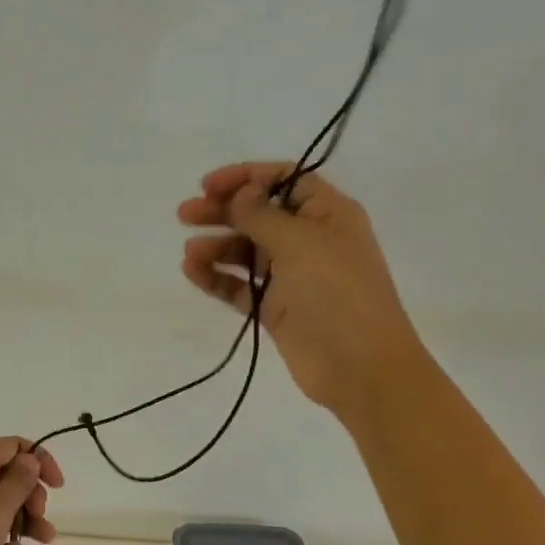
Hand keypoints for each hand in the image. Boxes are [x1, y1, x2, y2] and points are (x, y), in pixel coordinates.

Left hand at [0, 437, 63, 544]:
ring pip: (4, 512)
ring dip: (30, 523)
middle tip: (40, 516)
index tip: (57, 485)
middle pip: (9, 479)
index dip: (39, 459)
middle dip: (33, 496)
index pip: (11, 447)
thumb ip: (18, 482)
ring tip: (48, 541)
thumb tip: (28, 458)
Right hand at [178, 162, 427, 430]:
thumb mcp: (300, 242)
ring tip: (190, 253)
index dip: (246, 177)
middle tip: (185, 214)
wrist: (358, 366)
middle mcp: (310, 240)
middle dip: (223, 211)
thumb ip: (262, 215)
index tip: (208, 186)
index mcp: (328, 214)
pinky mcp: (276, 309)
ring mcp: (293, 276)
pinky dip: (217, 278)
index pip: (285, 180)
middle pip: (260, 215)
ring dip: (217, 246)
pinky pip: (240, 285)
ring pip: (247, 251)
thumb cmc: (336, 293)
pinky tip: (193, 272)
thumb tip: (241, 194)